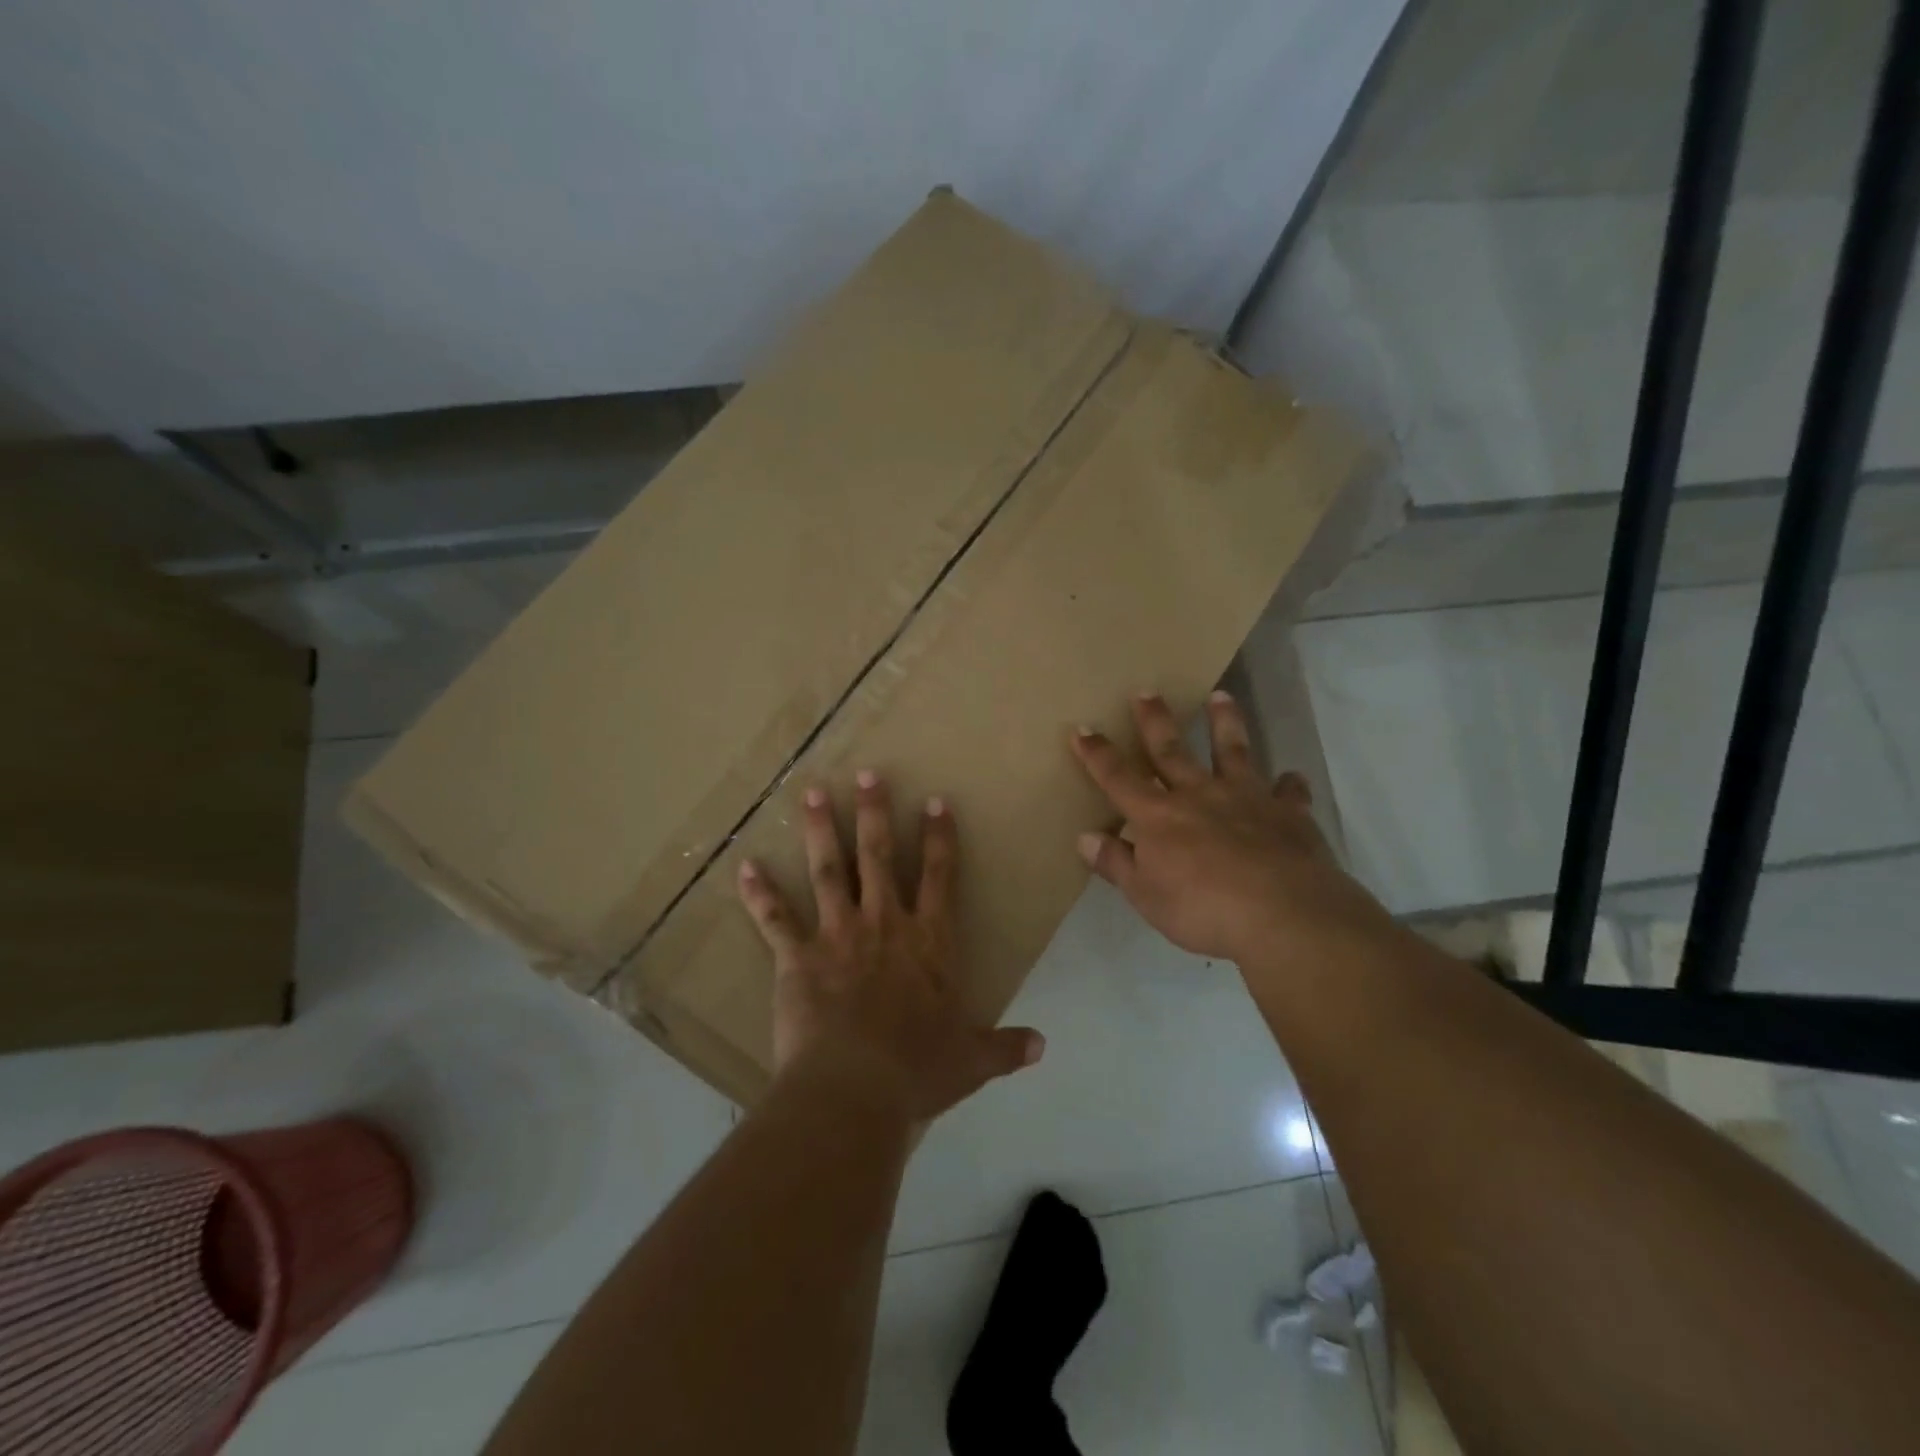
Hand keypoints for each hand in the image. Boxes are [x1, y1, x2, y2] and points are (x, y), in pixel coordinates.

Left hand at [737, 773, 1043, 1125]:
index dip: (938, 838)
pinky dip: (759, 893)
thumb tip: (1043, 1047)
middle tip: (867, 774)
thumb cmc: (917, 1071)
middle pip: (879, 856)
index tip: (934, 801)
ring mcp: (838, 935)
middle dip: (875, 812)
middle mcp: (884, 924)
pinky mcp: (798, 957)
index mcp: (928, 942)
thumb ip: (1005, 1048)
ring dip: (821, 830)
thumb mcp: (971, 1060)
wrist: (856, 1088)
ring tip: (814, 793)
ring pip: (829, 870)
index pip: (939, 877)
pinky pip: (775, 918)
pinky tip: (744, 866)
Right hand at [1070, 691, 1396, 967]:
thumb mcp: (1145, 895)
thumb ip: (1116, 863)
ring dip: (1225, 723)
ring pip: (1233, 752)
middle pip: (1171, 751)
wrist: (1282, 913)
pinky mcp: (1288, 813)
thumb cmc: (1202, 908)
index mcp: (1158, 816)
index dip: (1097, 754)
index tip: (1083, 728)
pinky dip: (1289, 785)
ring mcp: (1246, 799)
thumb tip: (1085, 838)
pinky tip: (1291, 779)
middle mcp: (1199, 795)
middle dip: (1155, 721)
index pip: (1118, 778)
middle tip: (1147, 691)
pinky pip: (1289, 793)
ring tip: (1221, 696)